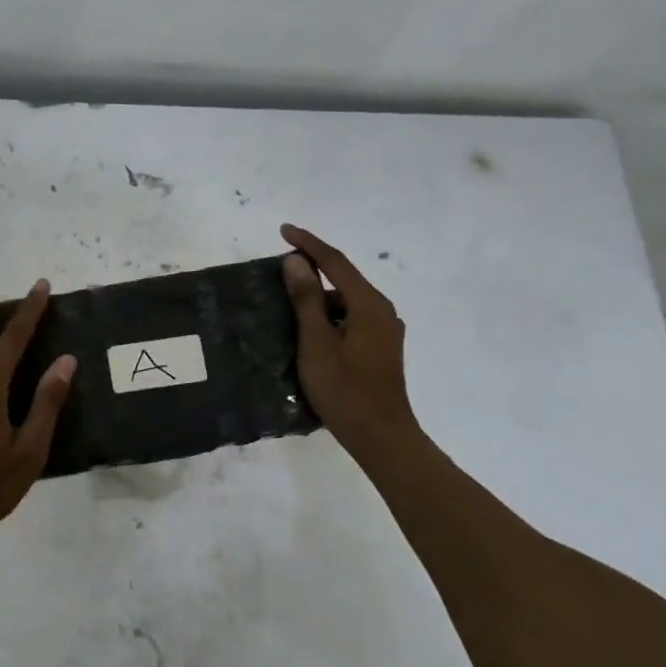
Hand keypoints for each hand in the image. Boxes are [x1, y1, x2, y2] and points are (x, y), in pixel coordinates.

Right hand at [281, 223, 418, 460]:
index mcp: (369, 305)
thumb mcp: (317, 342)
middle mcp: (382, 311)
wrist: (380, 436)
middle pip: (344, 278)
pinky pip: (350, 317)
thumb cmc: (345, 389)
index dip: (308, 244)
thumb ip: (306, 299)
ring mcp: (385, 330)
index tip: (283, 230)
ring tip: (287, 296)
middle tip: (280, 263)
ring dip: (319, 293)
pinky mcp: (380, 347)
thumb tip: (296, 261)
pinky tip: (309, 326)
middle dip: (313, 266)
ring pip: (346, 300)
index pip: (336, 262)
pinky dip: (328, 313)